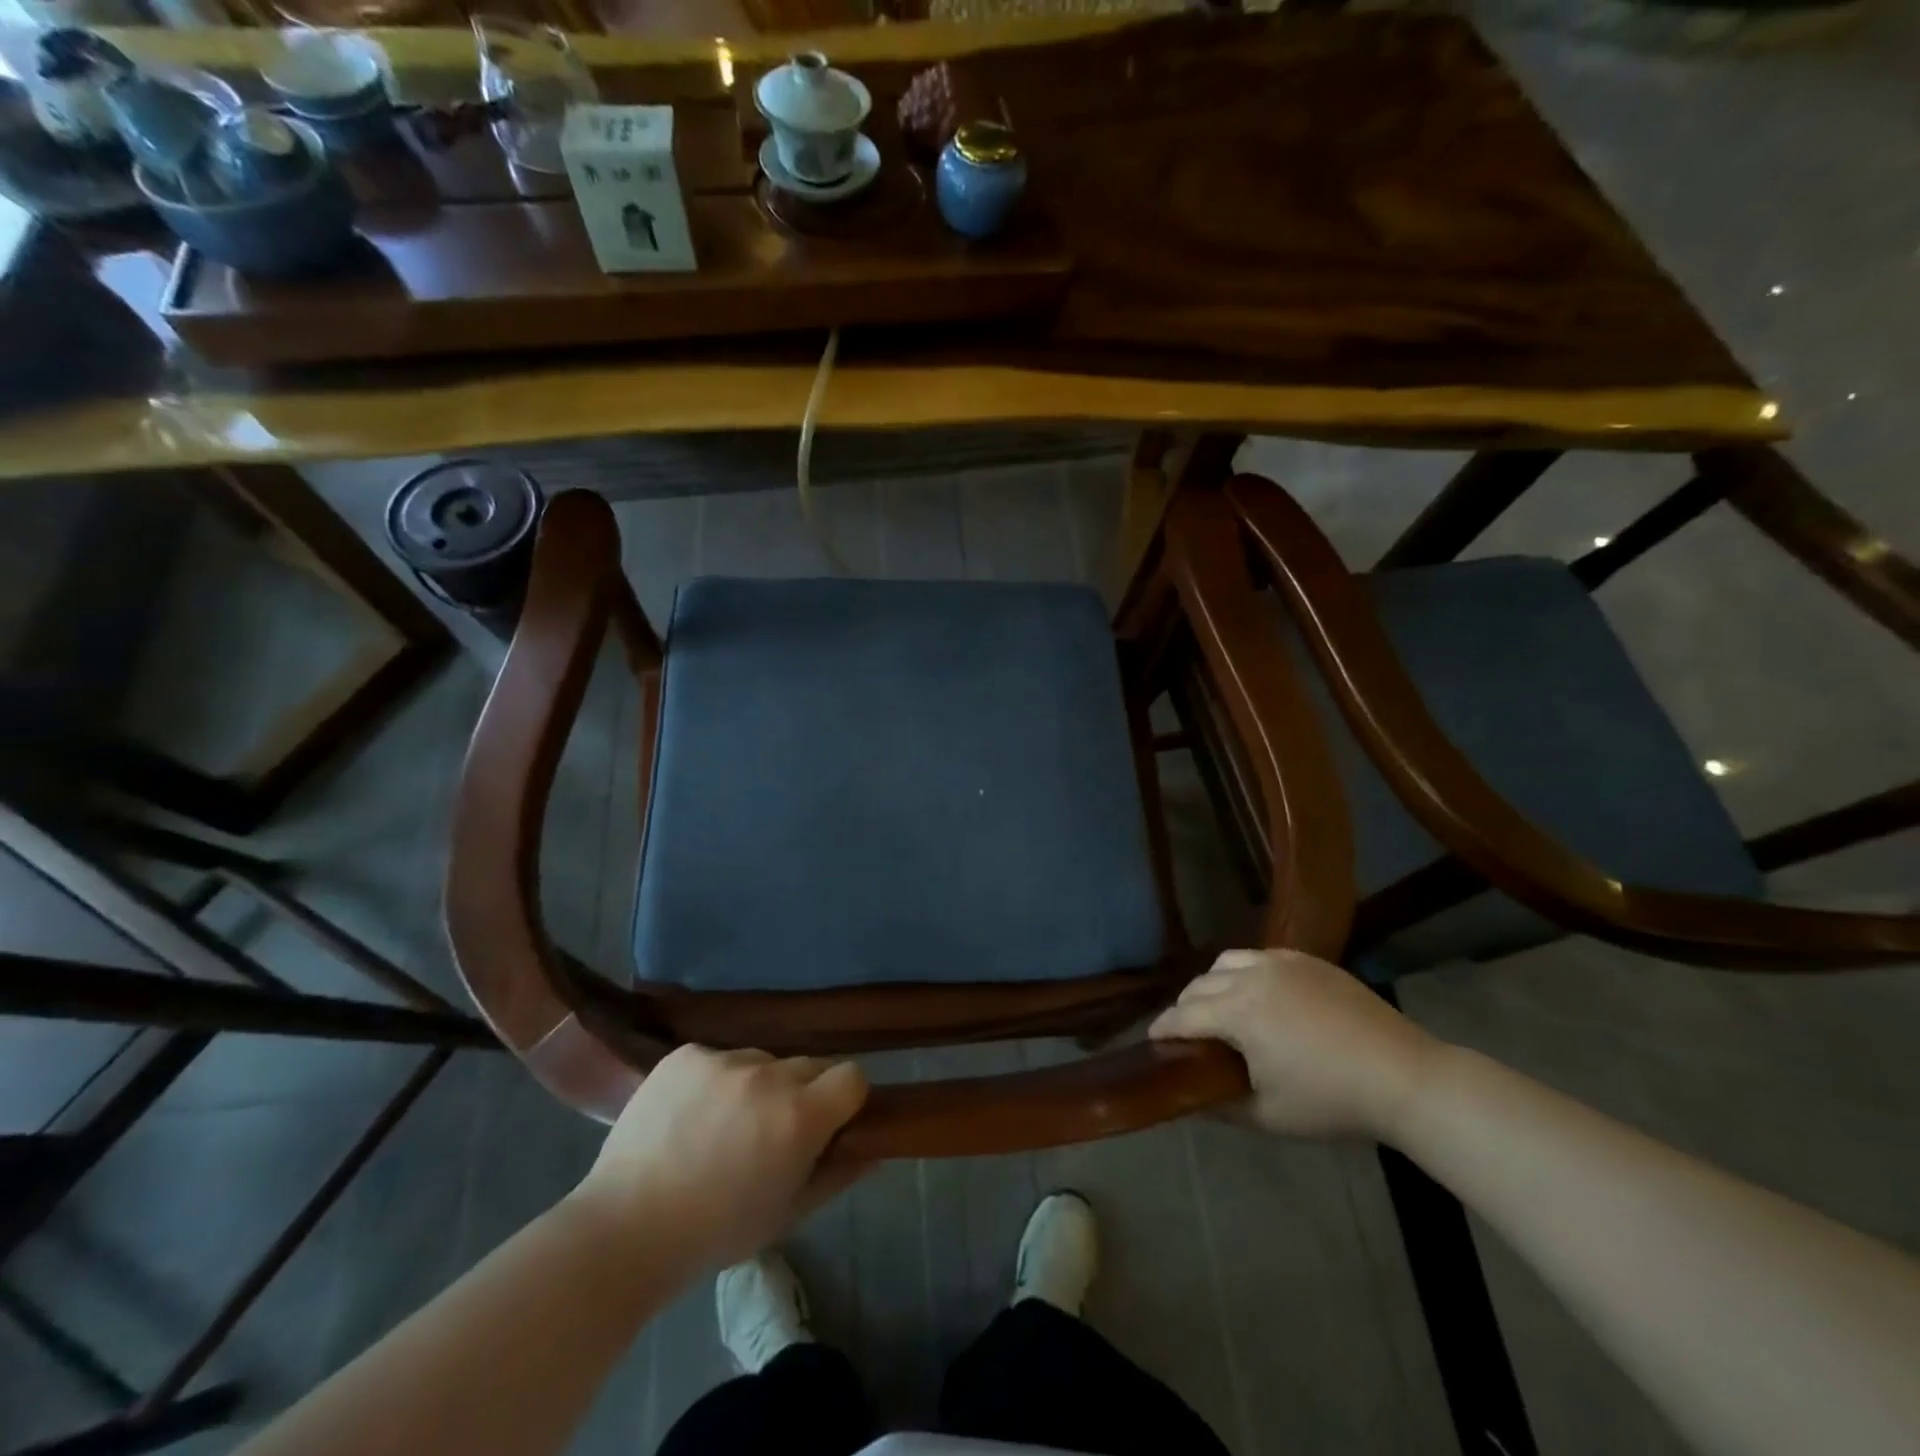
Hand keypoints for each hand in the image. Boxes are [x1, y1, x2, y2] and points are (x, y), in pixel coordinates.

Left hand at [571, 1046, 869, 1271]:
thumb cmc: (715, 1233)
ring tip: (723, 1125)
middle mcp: (768, 1074)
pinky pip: (718, 1056)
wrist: (623, 1230)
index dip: (845, 1100)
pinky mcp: (686, 1053)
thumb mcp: (788, 1214)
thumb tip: (873, 1147)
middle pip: (808, 1065)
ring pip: (762, 1059)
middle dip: (801, 1093)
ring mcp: (723, 1058)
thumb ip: (838, 1174)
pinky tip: (689, 1114)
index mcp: (799, 1115)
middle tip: (771, 1132)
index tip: (829, 1124)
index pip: (852, 1076)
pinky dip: (714, 1079)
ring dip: (757, 1084)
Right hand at [1149, 950, 1439, 1140]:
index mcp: (1238, 1012)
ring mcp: (1282, 963)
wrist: (1405, 1077)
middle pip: (1200, 984)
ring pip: (1227, 962)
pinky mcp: (1309, 961)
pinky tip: (1260, 995)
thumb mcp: (1268, 1116)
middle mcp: (1252, 977)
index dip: (1163, 1029)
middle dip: (1186, 1007)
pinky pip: (1261, 956)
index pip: (1184, 1016)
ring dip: (1212, 983)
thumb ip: (1220, 1106)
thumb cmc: (1332, 1101)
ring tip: (1221, 1008)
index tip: (1153, 1040)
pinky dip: (1246, 972)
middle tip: (1188, 1034)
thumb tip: (1190, 1098)